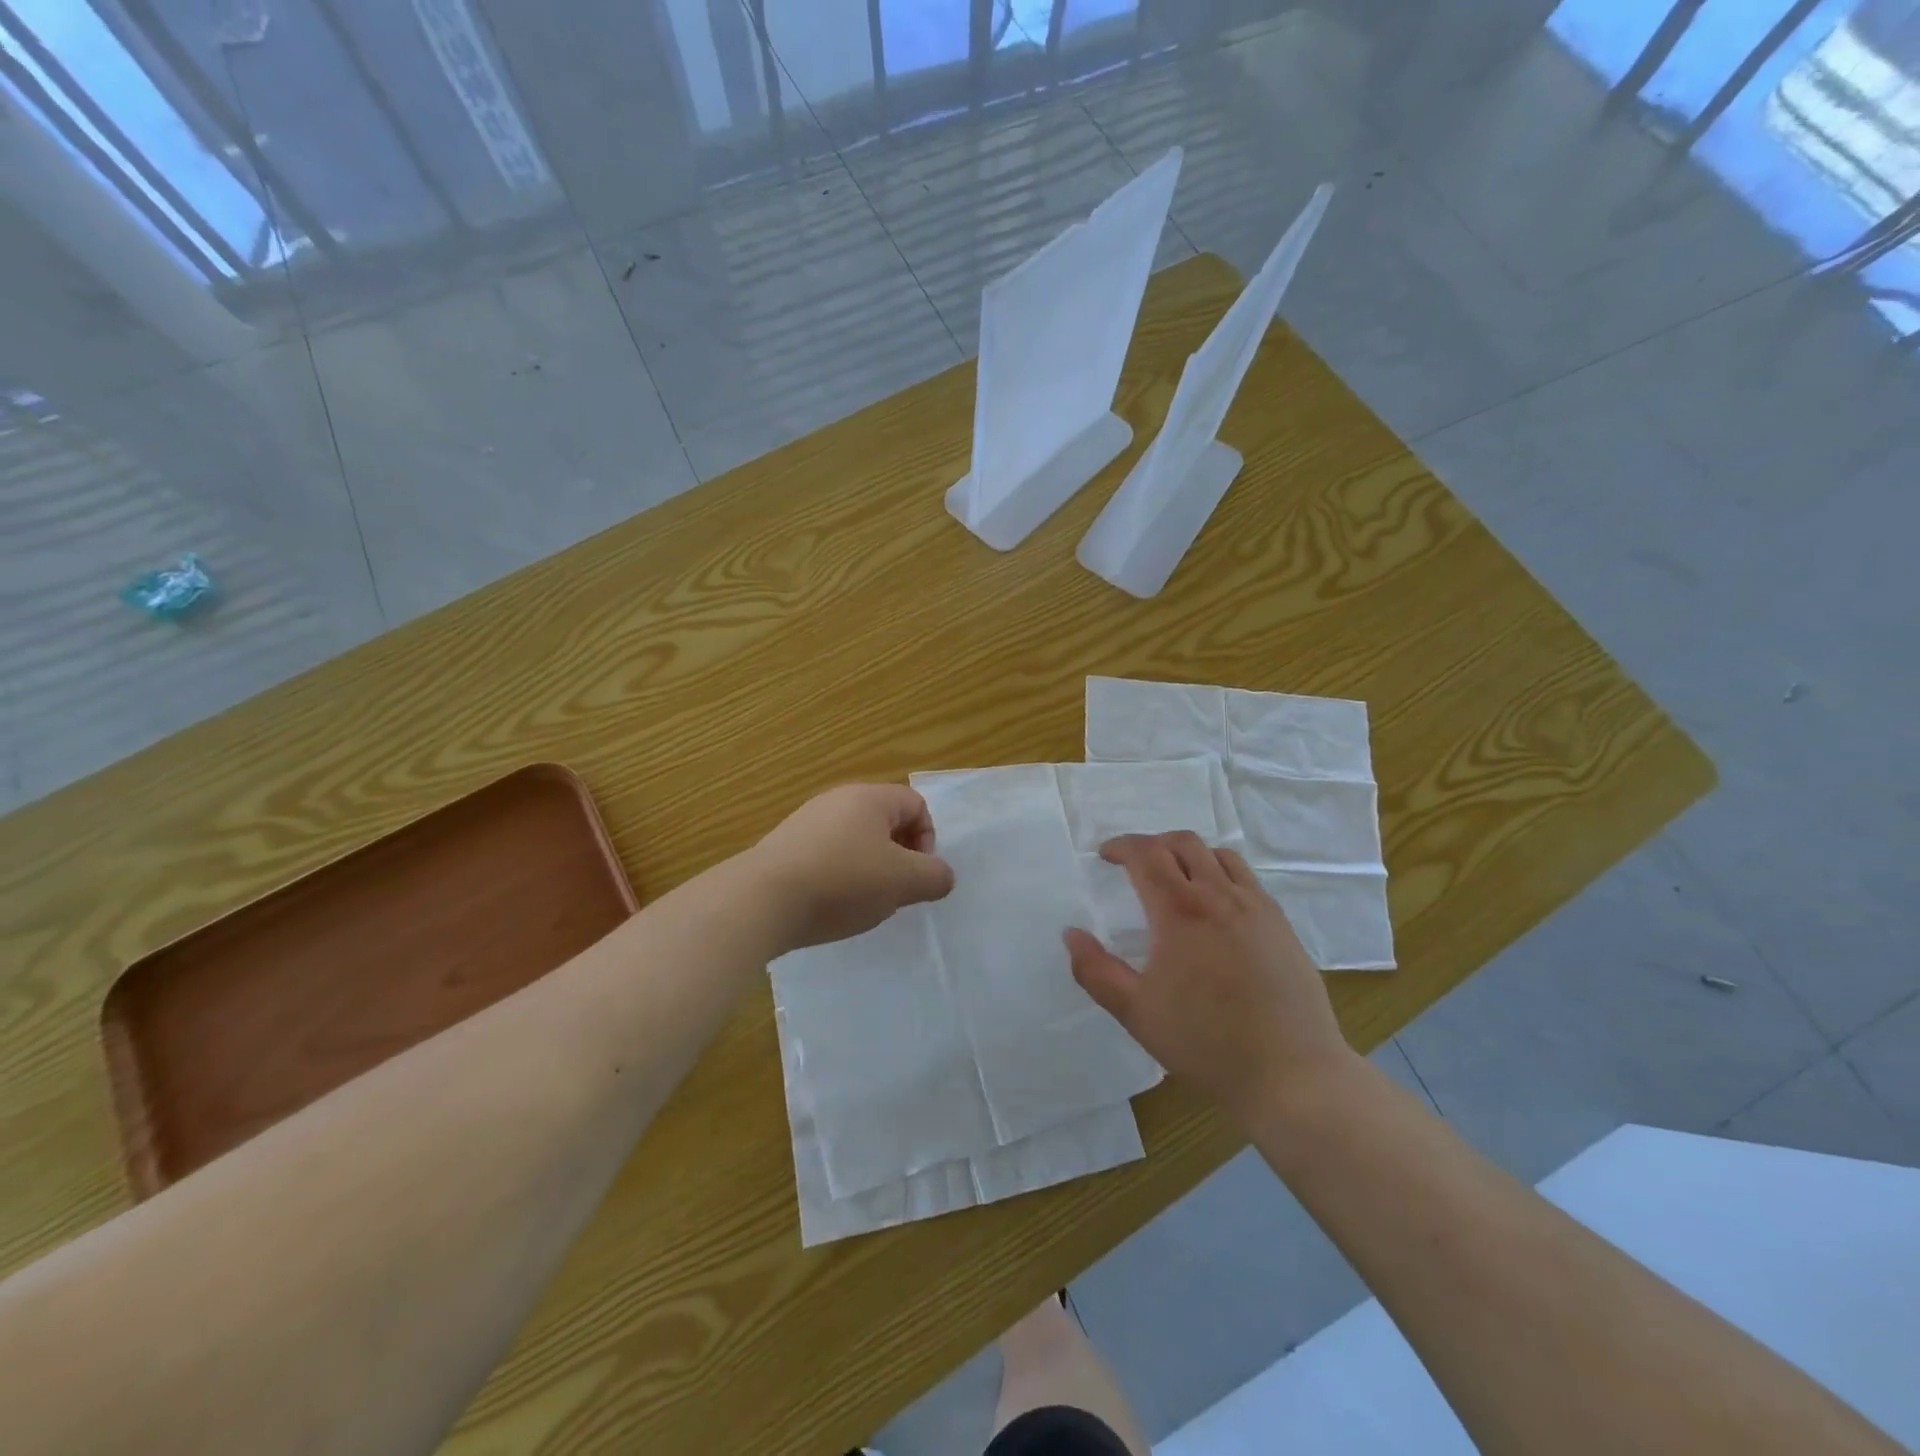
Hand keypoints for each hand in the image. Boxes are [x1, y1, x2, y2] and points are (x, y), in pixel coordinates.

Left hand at [748, 784, 955, 950]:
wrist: (761, 900)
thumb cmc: (842, 881)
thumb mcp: (902, 882)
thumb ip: (934, 877)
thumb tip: (942, 876)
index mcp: (869, 798)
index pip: (916, 804)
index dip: (928, 839)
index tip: (917, 874)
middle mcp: (837, 800)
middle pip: (886, 822)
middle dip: (899, 858)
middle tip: (894, 891)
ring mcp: (807, 822)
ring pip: (856, 842)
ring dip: (869, 870)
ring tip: (862, 902)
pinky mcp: (785, 848)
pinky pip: (827, 856)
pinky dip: (838, 878)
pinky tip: (830, 905)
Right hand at [1064, 832, 1356, 1123]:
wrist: (1292, 1075)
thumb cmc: (1206, 1043)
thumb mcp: (1136, 1013)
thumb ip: (1096, 970)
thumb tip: (1071, 934)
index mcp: (1180, 911)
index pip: (1146, 854)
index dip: (1121, 847)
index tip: (1105, 855)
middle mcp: (1220, 896)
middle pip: (1183, 843)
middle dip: (1152, 844)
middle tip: (1135, 865)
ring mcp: (1257, 908)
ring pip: (1219, 855)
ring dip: (1189, 854)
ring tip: (1175, 878)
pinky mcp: (1282, 925)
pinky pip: (1247, 879)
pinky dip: (1221, 874)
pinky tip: (1216, 907)